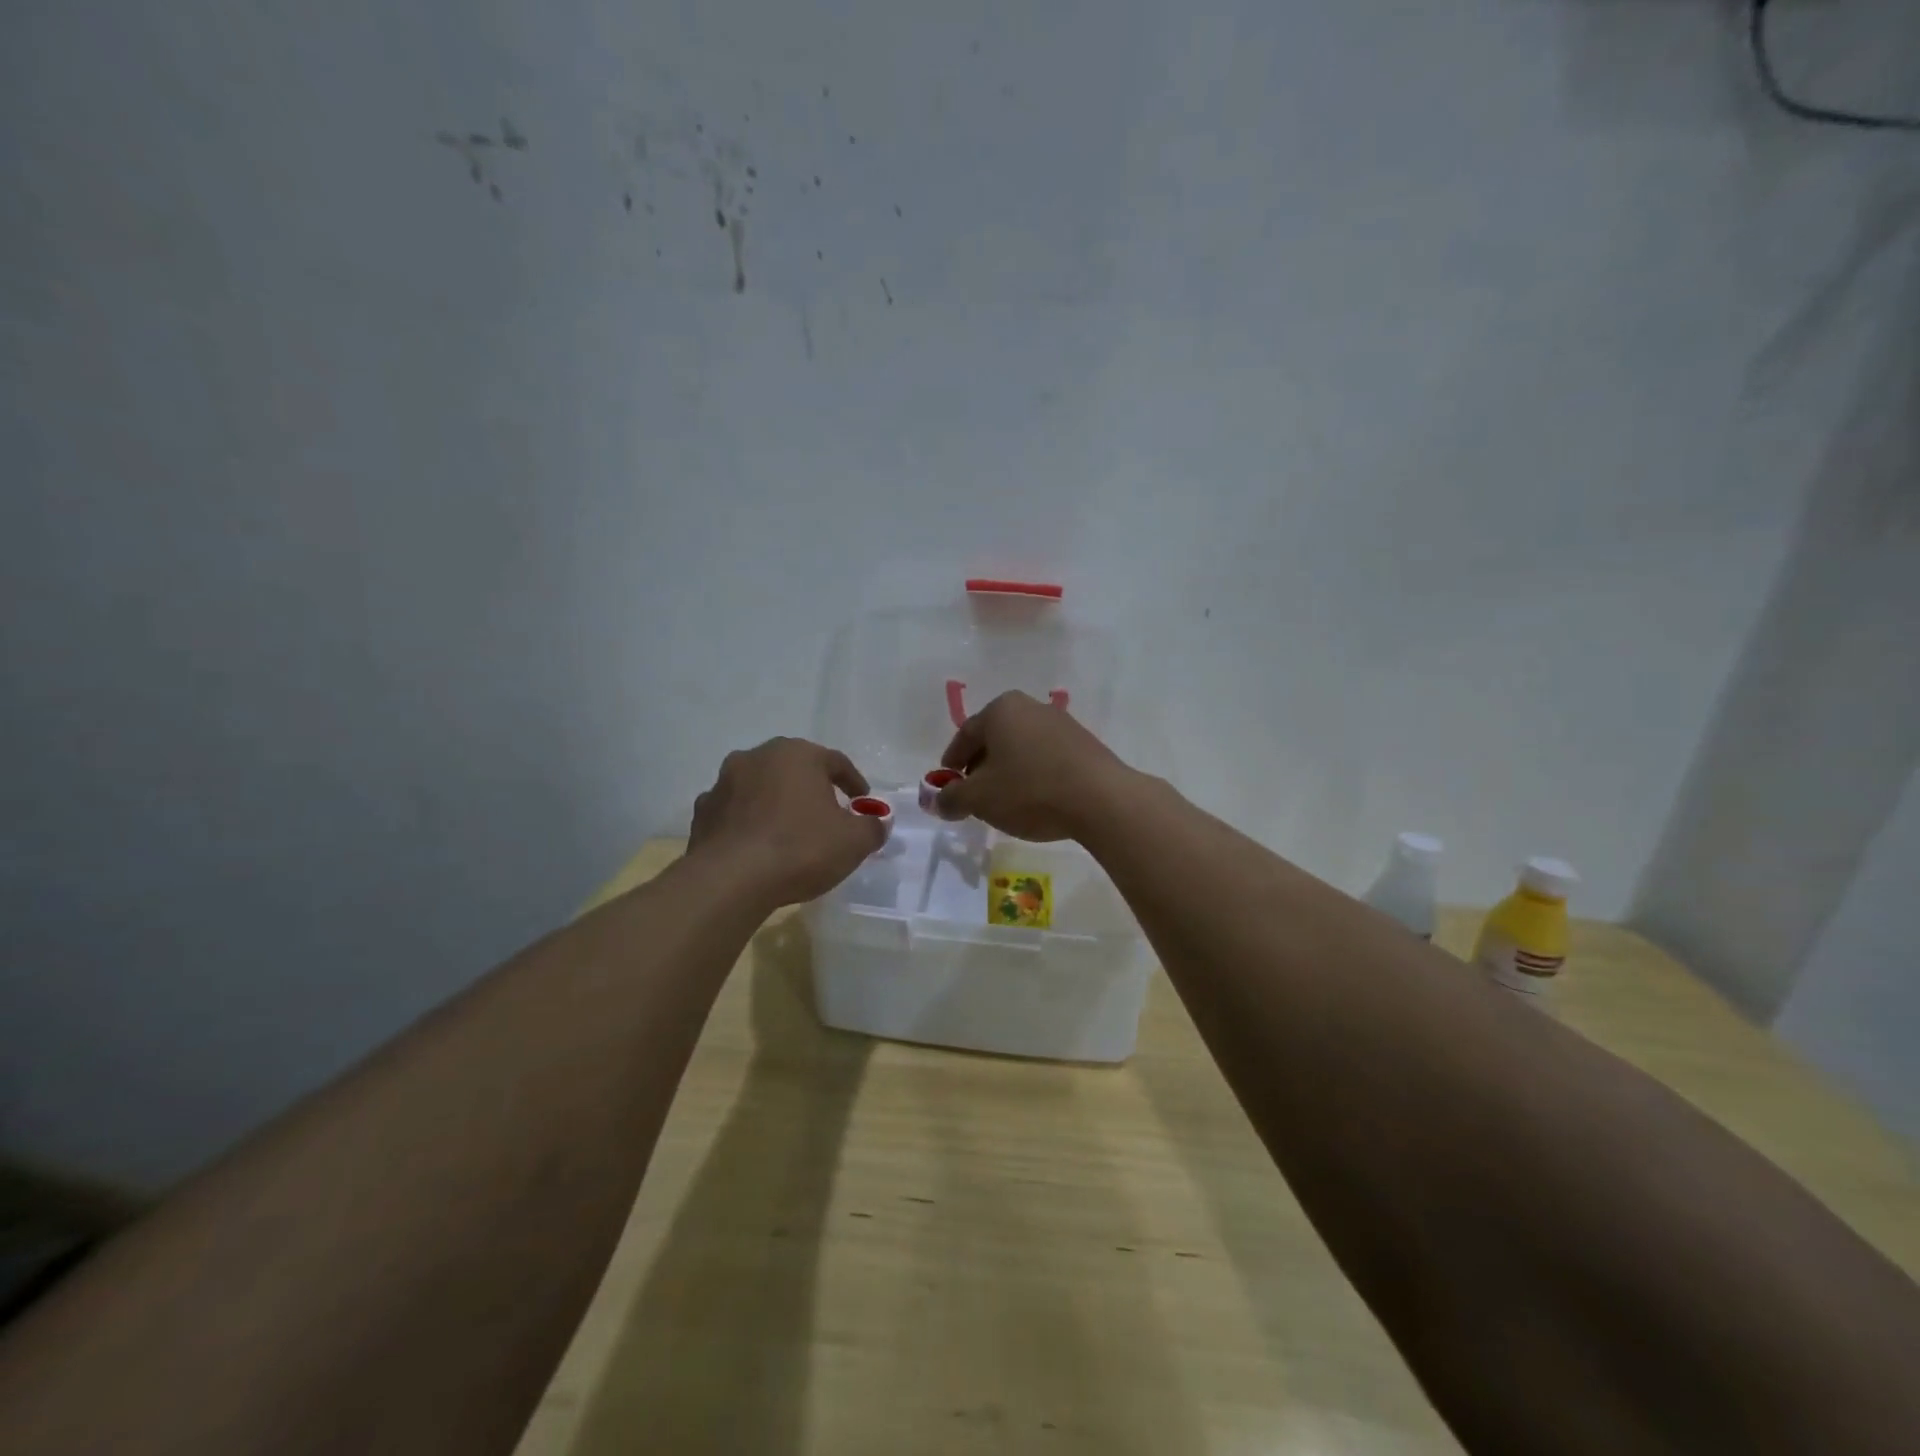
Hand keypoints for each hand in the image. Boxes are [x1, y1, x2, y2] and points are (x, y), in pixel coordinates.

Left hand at [688, 738, 884, 906]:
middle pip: (794, 769)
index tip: (862, 802)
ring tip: (789, 831)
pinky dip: (747, 822)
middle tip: (827, 813)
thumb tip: (878, 822)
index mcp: (797, 754)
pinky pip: (734, 811)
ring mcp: (724, 782)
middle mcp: (757, 757)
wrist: (730, 881)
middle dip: (812, 788)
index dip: (853, 782)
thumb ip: (872, 827)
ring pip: (760, 787)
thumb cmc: (800, 849)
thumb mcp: (853, 842)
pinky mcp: (703, 812)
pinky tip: (757, 845)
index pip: (835, 761)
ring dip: (776, 802)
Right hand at [933, 690, 1135, 840]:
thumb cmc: (1030, 791)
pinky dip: (1034, 775)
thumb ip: (952, 799)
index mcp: (1002, 709)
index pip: (966, 734)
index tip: (947, 782)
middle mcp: (1031, 707)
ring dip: (1009, 771)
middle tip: (973, 793)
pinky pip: (1047, 757)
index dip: (952, 760)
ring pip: (1022, 747)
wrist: (1101, 800)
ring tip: (1005, 801)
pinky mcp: (1085, 744)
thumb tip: (939, 801)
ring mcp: (1062, 723)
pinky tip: (1036, 799)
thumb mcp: (980, 799)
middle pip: (995, 738)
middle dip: (981, 766)